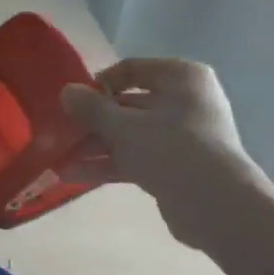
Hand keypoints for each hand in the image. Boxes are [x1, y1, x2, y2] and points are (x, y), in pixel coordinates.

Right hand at [61, 58, 268, 249]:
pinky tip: (74, 176)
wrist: (215, 205)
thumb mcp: (123, 126)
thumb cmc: (171, 149)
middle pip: (127, 105)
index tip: (73, 102)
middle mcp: (184, 101)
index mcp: (181, 78)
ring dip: (93, 147)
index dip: (99, 84)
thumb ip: (91, 108)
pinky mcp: (175, 166)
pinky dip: (108, 164)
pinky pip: (135, 158)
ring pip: (128, 135)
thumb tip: (66, 91)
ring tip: (59, 162)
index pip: (131, 69)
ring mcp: (180, 136)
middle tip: (60, 135)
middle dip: (91, 123)